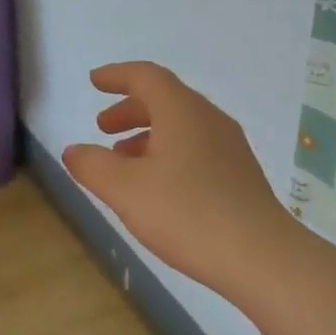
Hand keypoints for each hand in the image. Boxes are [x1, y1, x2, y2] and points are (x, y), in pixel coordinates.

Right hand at [63, 62, 297, 294]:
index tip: (94, 81)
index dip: (117, 76)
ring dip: (147, 134)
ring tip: (123, 160)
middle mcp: (209, 120)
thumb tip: (73, 150)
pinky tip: (157, 186)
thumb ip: (92, 166)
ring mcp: (229, 147)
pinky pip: (196, 148)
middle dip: (129, 109)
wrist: (262, 258)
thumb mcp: (125, 190)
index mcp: (182, 112)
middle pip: (165, 99)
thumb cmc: (187, 214)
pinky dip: (168, 152)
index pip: (146, 76)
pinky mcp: (240, 175)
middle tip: (102, 127)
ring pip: (181, 126)